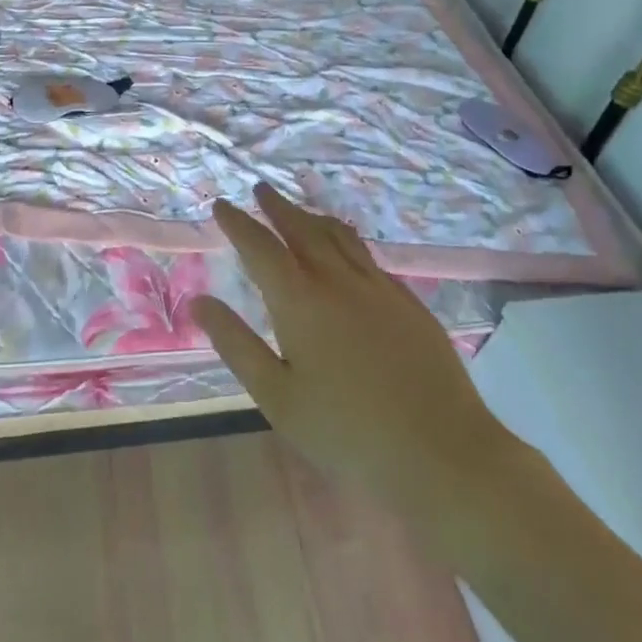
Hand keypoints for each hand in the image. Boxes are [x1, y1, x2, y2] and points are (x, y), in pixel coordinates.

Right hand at [194, 183, 522, 515]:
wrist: (442, 451)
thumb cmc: (347, 431)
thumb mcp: (277, 395)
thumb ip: (236, 344)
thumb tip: (200, 301)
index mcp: (299, 300)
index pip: (260, 246)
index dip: (238, 223)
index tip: (222, 205)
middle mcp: (338, 280)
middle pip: (302, 228)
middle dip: (277, 206)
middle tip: (261, 189)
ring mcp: (379, 287)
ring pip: (339, 236)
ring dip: (313, 217)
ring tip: (300, 211)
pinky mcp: (408, 301)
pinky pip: (367, 256)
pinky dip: (345, 240)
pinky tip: (346, 252)